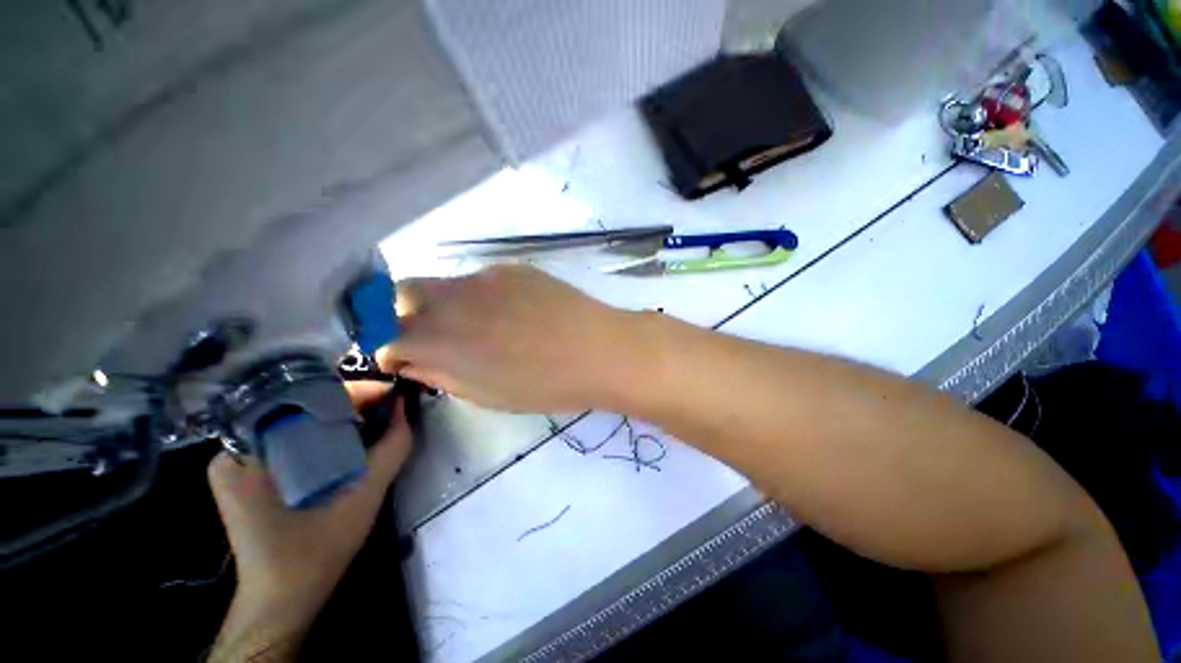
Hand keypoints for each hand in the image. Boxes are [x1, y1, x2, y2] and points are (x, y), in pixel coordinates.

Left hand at [206, 382, 411, 660]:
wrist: (283, 598)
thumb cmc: (319, 550)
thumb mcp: (366, 494)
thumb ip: (392, 446)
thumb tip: (405, 405)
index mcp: (249, 452)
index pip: (305, 398)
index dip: (355, 392)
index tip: (391, 394)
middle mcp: (232, 448)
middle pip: (299, 405)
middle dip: (349, 404)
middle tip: (385, 409)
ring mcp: (234, 460)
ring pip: (295, 419)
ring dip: (337, 417)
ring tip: (372, 422)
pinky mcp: (243, 473)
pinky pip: (287, 436)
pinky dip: (320, 432)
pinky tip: (346, 442)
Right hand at [380, 265, 639, 412]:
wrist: (597, 349)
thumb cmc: (544, 385)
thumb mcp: (486, 394)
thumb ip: (442, 374)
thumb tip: (415, 362)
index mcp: (438, 339)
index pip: (384, 336)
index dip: (390, 350)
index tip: (405, 360)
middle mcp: (450, 299)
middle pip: (401, 294)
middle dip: (403, 315)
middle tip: (434, 336)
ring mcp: (482, 277)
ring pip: (444, 284)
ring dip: (446, 304)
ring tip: (483, 325)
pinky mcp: (511, 268)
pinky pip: (481, 279)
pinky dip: (482, 295)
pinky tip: (514, 311)